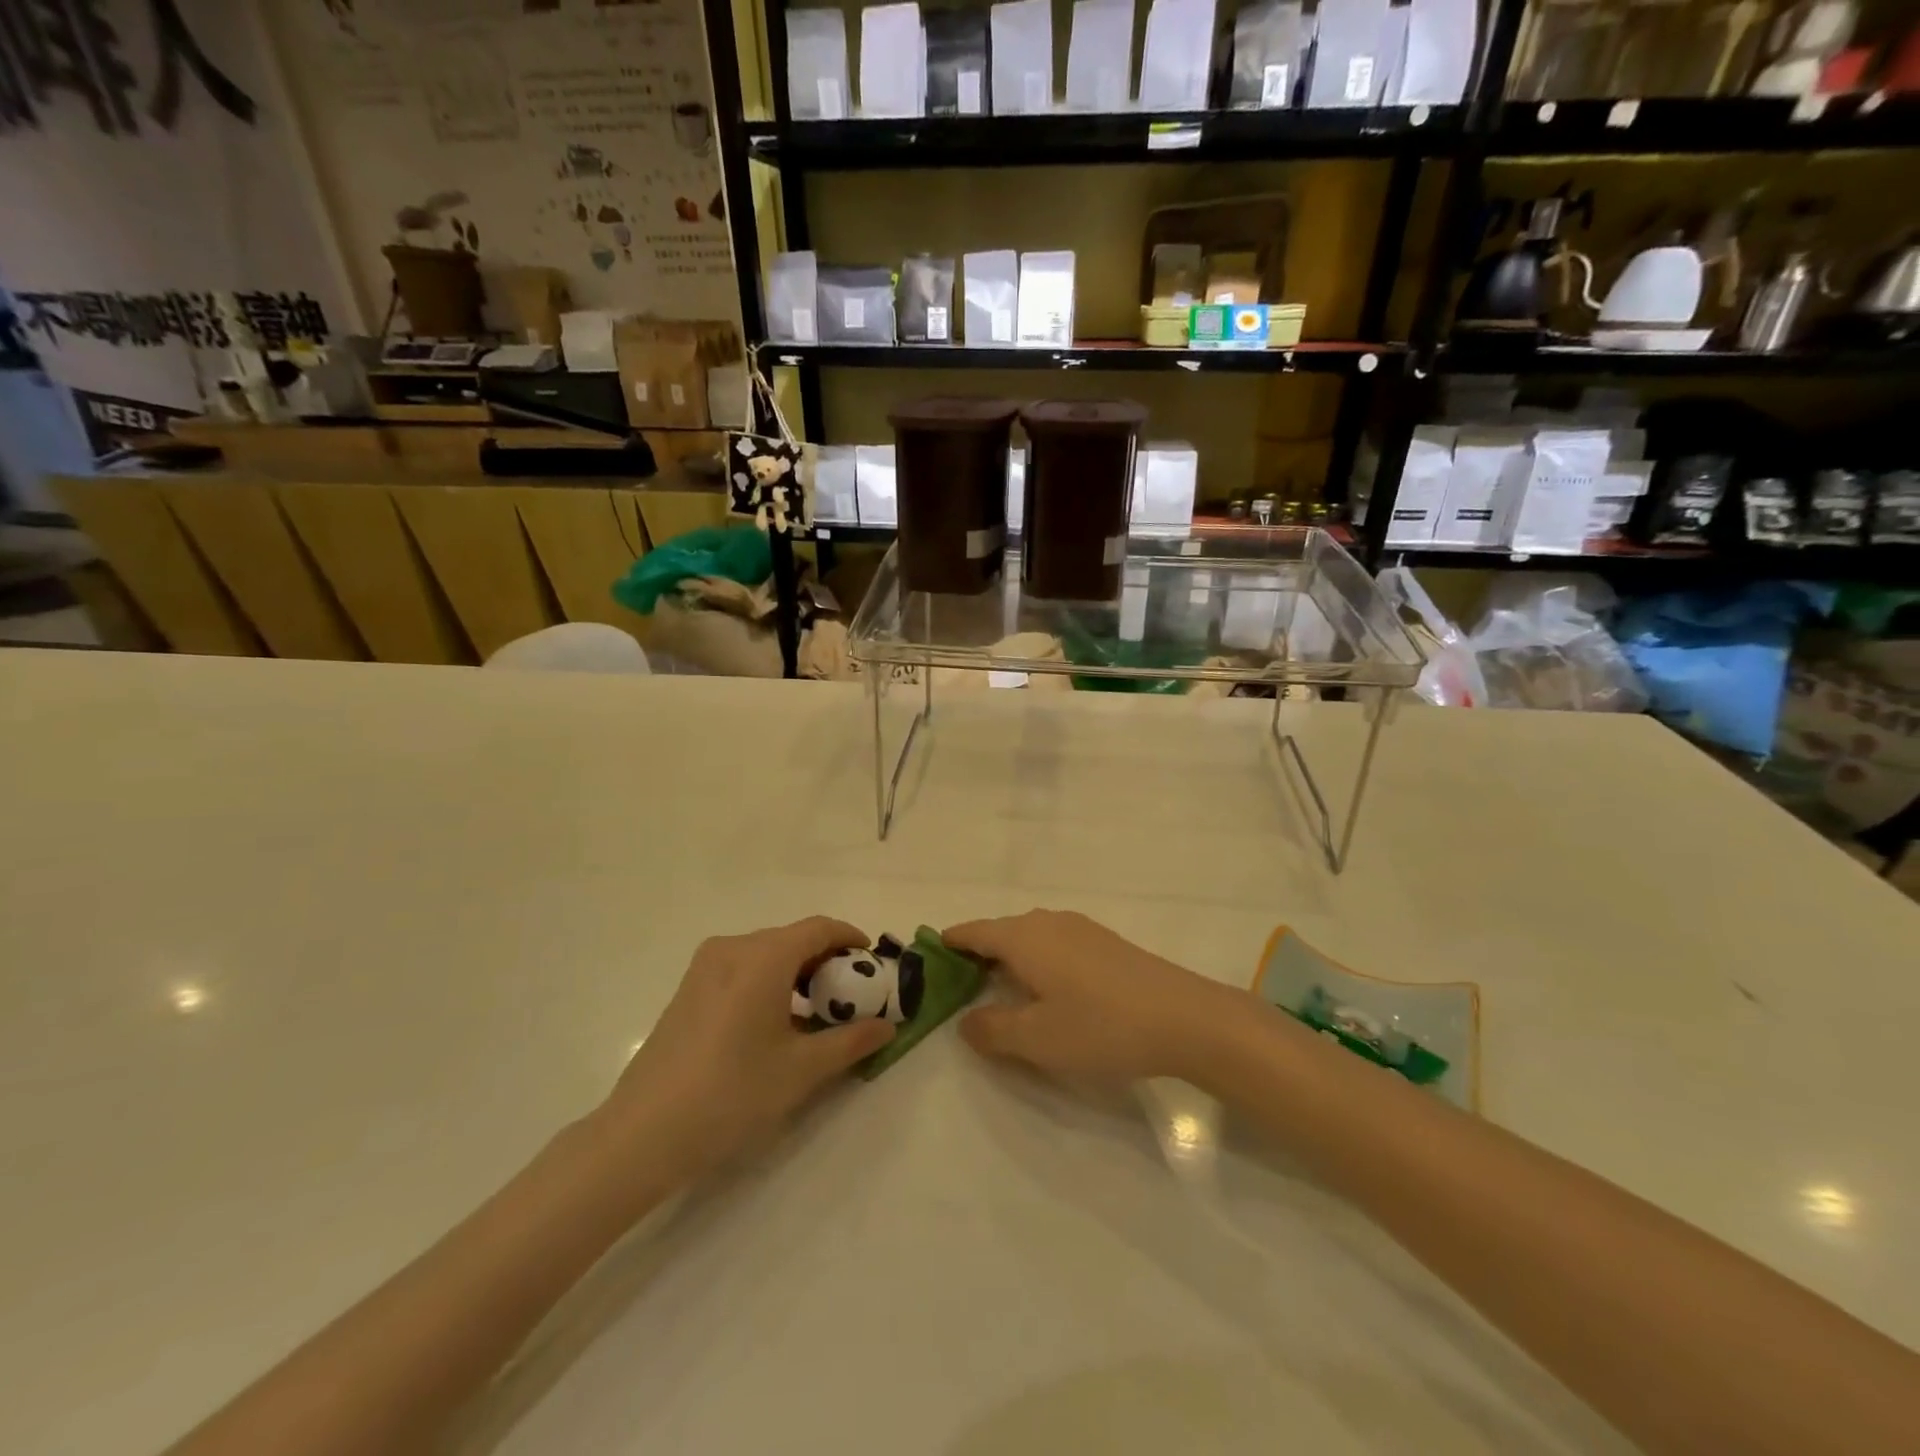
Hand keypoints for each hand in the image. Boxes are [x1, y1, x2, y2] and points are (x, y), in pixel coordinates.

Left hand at [603, 918, 893, 1181]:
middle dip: (827, 960)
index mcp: (763, 956)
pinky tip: (775, 1023)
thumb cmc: (732, 1093)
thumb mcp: (802, 1069)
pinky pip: (742, 969)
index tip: (873, 964)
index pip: (820, 928)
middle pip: (793, 939)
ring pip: (766, 954)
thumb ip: (851, 1041)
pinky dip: (769, 982)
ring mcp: (704, 967)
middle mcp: (733, 948)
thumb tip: (888, 1026)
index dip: (851, 939)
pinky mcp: (688, 989)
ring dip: (797, 973)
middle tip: (850, 995)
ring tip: (816, 1013)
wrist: (643, 1134)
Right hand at [944, 910, 1241, 1082]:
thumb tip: (965, 1021)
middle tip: (958, 988)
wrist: (1185, 1017)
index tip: (926, 959)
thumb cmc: (1101, 1026)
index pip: (972, 932)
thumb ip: (992, 1030)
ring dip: (1009, 960)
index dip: (947, 944)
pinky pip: (1055, 945)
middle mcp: (1047, 922)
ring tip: (999, 992)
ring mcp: (1080, 929)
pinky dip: (1037, 962)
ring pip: (1029, 938)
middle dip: (976, 956)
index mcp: (1023, 937)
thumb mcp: (1036, 1039)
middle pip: (999, 933)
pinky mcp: (1105, 942)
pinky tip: (1048, 991)